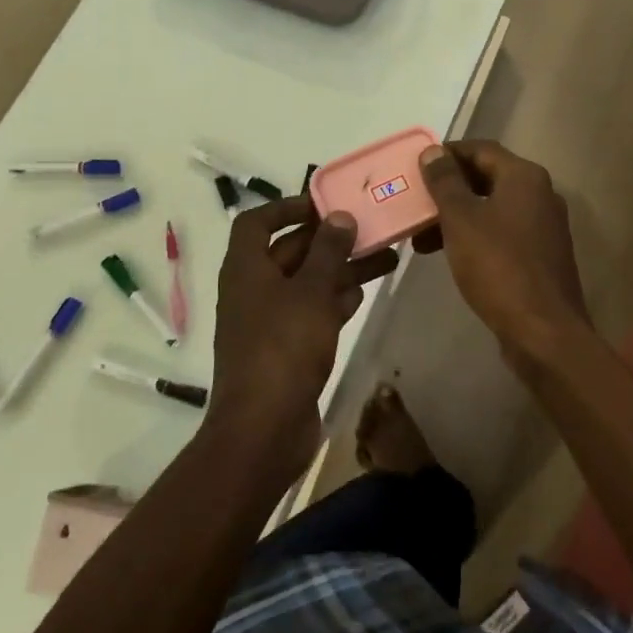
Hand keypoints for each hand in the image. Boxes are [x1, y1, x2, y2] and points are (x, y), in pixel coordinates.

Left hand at [207, 195, 396, 473]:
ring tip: (385, 258)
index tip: (325, 203)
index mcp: (246, 268)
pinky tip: (362, 295)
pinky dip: (334, 301)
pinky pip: (311, 312)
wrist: (264, 428)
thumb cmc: (284, 348)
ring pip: (307, 283)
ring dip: (341, 270)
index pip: (257, 222)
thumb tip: (339, 216)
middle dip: (330, 240)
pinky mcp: (286, 348)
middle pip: (291, 251)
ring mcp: (269, 321)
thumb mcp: (311, 292)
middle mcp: (253, 289)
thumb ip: (328, 251)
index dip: (288, 207)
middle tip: (371, 228)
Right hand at [416, 141, 589, 358]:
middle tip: (415, 202)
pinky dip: (475, 236)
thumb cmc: (499, 267)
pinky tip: (450, 255)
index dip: (447, 154)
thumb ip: (445, 183)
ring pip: (493, 208)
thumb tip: (433, 152)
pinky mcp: (541, 256)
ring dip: (457, 216)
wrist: (543, 331)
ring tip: (421, 238)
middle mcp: (540, 195)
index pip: (481, 149)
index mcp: (525, 177)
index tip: (416, 167)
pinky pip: (502, 233)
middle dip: (448, 189)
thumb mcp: (462, 220)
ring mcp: (544, 227)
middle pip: (488, 178)